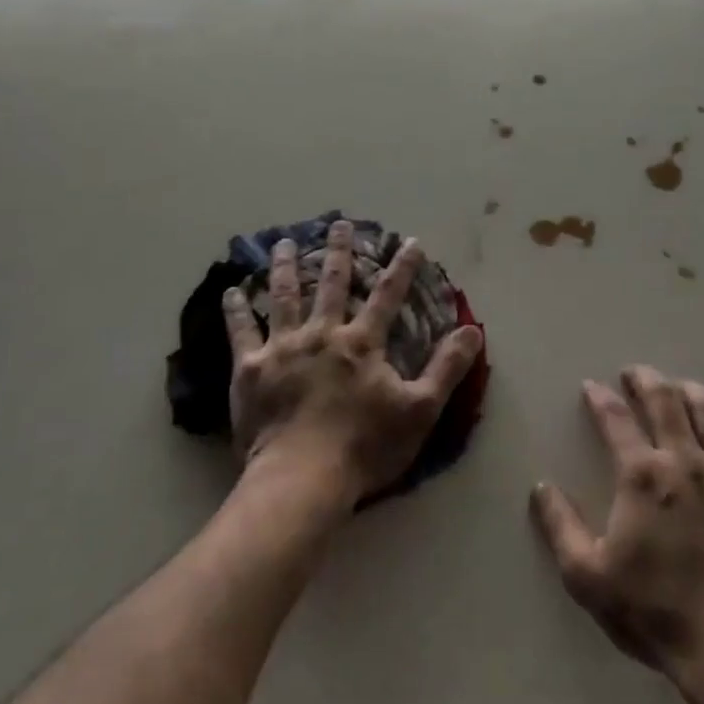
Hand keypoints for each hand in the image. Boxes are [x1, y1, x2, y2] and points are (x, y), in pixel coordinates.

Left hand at [223, 222, 482, 509]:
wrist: (300, 480)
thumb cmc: (364, 446)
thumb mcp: (420, 410)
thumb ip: (447, 368)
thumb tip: (473, 330)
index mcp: (362, 343)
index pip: (388, 295)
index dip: (402, 267)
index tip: (410, 241)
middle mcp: (322, 334)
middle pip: (332, 284)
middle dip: (339, 252)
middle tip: (338, 224)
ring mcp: (282, 348)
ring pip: (284, 296)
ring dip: (285, 267)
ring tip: (283, 242)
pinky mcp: (249, 369)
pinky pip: (240, 331)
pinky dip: (236, 309)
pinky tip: (230, 290)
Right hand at [530, 366, 703, 679]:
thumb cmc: (655, 609)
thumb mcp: (588, 576)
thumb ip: (561, 526)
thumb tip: (542, 487)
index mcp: (642, 475)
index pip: (615, 420)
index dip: (600, 398)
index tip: (591, 386)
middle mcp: (684, 460)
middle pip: (665, 400)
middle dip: (645, 379)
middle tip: (634, 371)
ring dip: (690, 390)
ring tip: (679, 386)